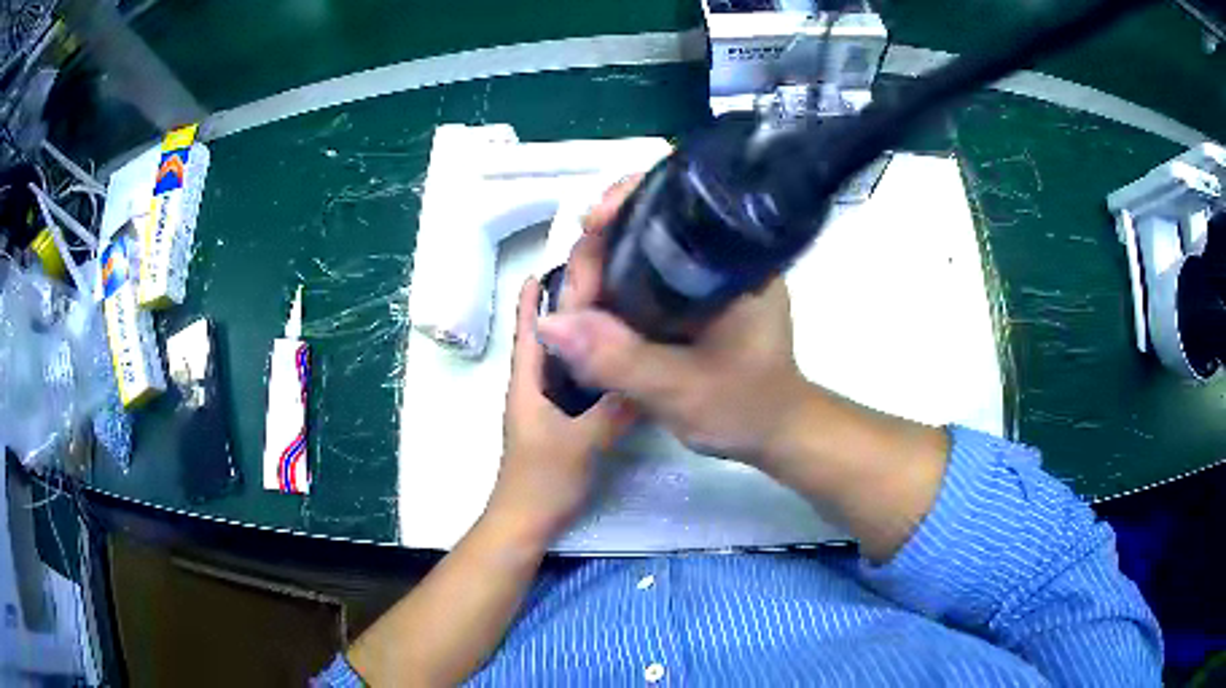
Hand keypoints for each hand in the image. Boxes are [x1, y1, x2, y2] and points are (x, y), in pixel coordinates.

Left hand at [487, 277, 634, 542]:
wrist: (527, 522)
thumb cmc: (542, 481)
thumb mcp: (580, 444)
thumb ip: (611, 412)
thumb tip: (647, 377)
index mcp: (527, 385)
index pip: (529, 331)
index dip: (533, 298)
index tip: (548, 264)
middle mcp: (535, 389)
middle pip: (551, 340)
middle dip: (567, 310)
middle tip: (598, 280)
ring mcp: (549, 408)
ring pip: (566, 364)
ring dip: (583, 338)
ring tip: (613, 312)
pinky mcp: (563, 425)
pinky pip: (579, 387)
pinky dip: (594, 370)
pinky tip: (619, 364)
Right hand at [535, 177, 809, 463]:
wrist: (771, 432)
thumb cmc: (743, 407)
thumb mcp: (681, 389)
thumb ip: (619, 359)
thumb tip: (550, 324)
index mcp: (735, 259)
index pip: (676, 202)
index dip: (626, 203)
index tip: (590, 226)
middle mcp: (719, 254)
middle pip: (646, 223)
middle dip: (599, 248)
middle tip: (576, 299)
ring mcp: (703, 274)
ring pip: (637, 250)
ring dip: (598, 271)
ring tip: (577, 311)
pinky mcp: (690, 295)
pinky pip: (640, 276)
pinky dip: (610, 288)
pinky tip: (591, 313)